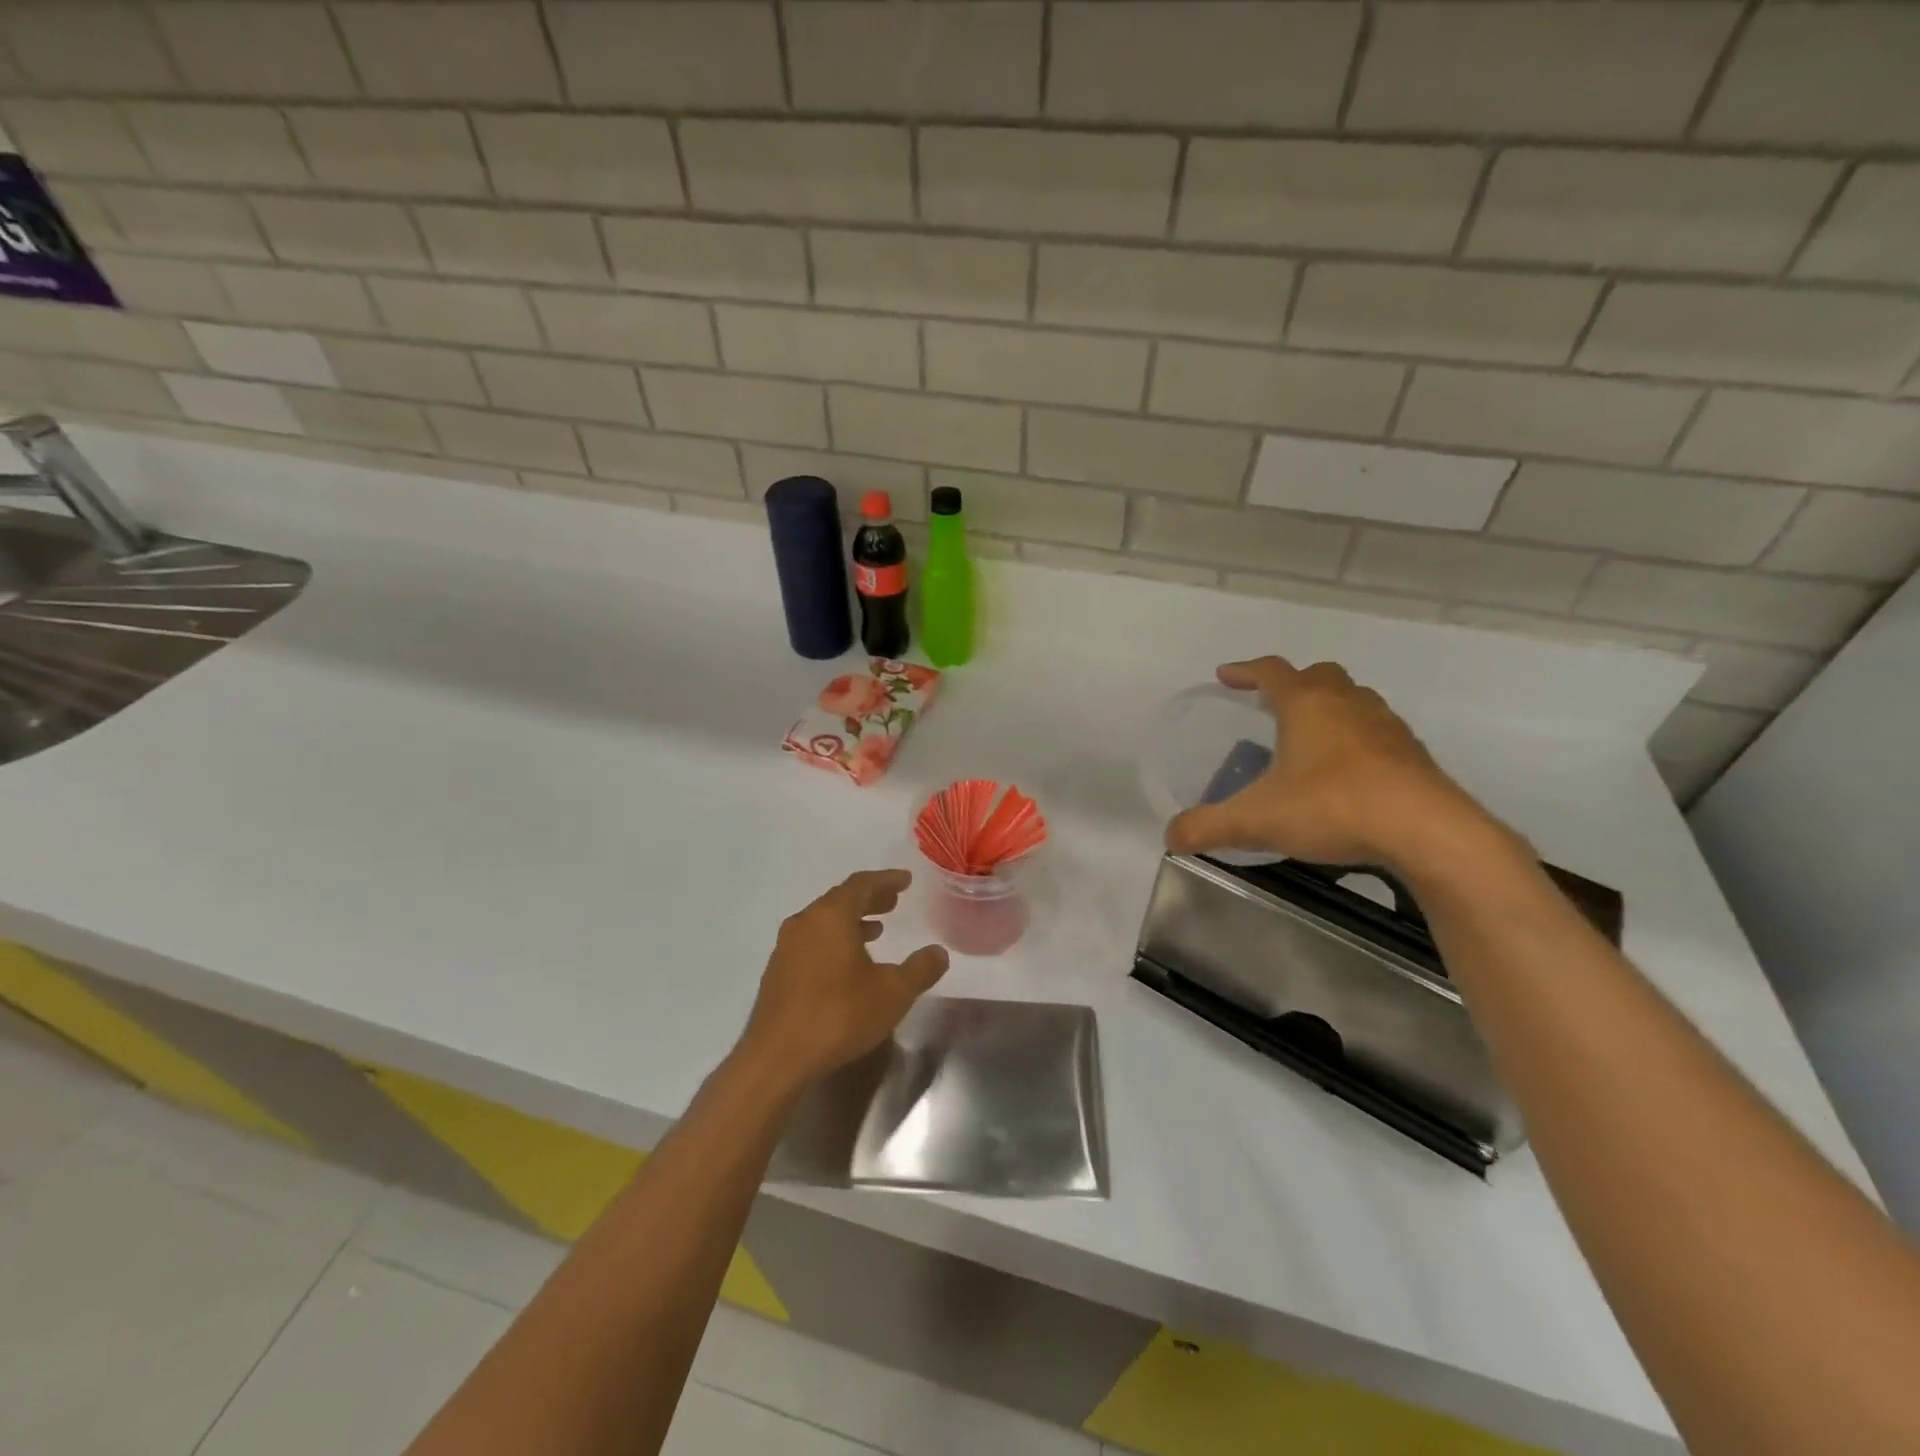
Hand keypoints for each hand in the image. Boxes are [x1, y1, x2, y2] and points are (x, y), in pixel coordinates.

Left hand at [737, 869, 948, 1090]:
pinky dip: (834, 941)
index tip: (906, 880)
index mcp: (831, 916)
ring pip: (824, 922)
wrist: (776, 1058)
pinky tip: (847, 964)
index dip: (886, 880)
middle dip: (870, 899)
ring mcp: (786, 947)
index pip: (862, 884)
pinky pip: (812, 942)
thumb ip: (920, 969)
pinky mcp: (777, 973)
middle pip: (840, 899)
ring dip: (851, 921)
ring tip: (876, 931)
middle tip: (894, 901)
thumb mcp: (893, 993)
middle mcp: (805, 922)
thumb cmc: (838, 1015)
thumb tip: (939, 952)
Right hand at [1164, 656, 1505, 873]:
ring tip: (1311, 737)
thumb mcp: (1257, 821)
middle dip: (1293, 684)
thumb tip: (1170, 837)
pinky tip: (1348, 774)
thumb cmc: (1333, 807)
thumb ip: (1208, 827)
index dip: (1245, 670)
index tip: (1226, 675)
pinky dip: (1358, 740)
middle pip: (1320, 676)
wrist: (1427, 832)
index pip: (1271, 671)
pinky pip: (1378, 733)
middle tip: (1273, 705)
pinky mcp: (1414, 755)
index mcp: (1307, 706)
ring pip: (1355, 700)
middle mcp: (1348, 705)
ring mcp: (1387, 727)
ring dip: (1331, 708)